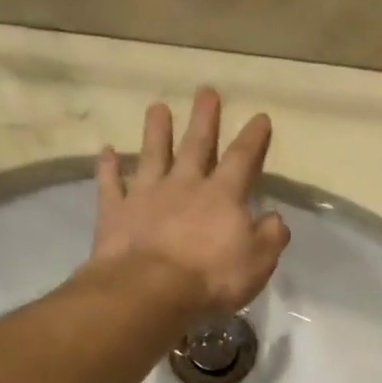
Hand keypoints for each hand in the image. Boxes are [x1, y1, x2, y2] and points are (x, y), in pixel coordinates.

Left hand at [85, 87, 289, 317]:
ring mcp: (147, 195)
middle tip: (206, 92)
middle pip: (196, 145)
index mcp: (223, 196)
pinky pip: (111, 184)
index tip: (259, 116)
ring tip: (157, 107)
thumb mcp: (258, 262)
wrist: (150, 290)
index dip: (253, 138)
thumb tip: (275, 217)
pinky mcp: (116, 212)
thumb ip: (271, 236)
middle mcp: (185, 185)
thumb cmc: (212, 277)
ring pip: (152, 155)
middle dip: (204, 119)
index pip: (242, 159)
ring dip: (155, 131)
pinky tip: (106, 151)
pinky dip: (108, 167)